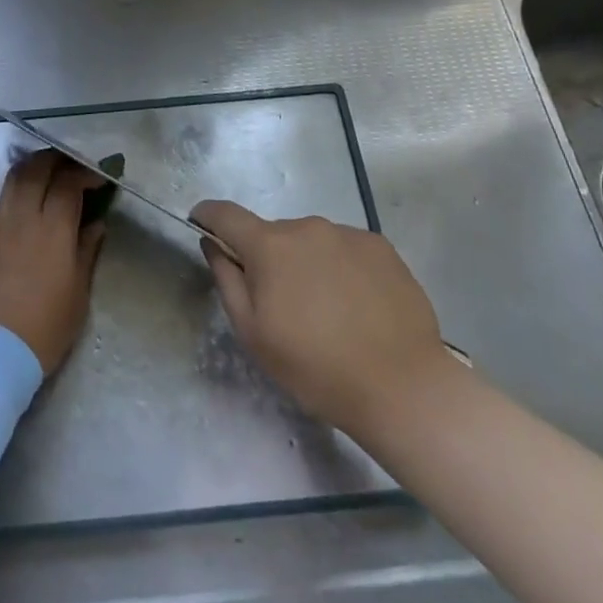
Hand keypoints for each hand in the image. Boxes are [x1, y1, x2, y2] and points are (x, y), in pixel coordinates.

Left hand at [0, 150, 106, 374]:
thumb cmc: (42, 329)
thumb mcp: (77, 295)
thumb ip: (86, 252)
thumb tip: (95, 225)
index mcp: (52, 229)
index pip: (67, 183)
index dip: (85, 174)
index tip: (100, 178)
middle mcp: (23, 217)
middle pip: (37, 168)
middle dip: (58, 159)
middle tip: (74, 166)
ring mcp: (0, 225)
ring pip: (15, 177)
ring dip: (35, 166)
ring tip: (51, 174)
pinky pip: (4, 197)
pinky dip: (20, 186)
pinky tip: (31, 199)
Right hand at [192, 200, 448, 441]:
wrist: (402, 387)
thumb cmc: (316, 368)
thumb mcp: (253, 335)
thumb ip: (226, 281)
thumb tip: (212, 244)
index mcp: (270, 245)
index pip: (226, 214)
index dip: (208, 215)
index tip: (200, 223)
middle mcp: (307, 227)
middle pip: (273, 234)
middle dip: (268, 258)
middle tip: (282, 304)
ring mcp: (347, 233)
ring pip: (311, 242)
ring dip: (307, 264)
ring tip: (327, 311)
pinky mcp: (381, 247)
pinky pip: (345, 249)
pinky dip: (340, 268)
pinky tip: (357, 306)